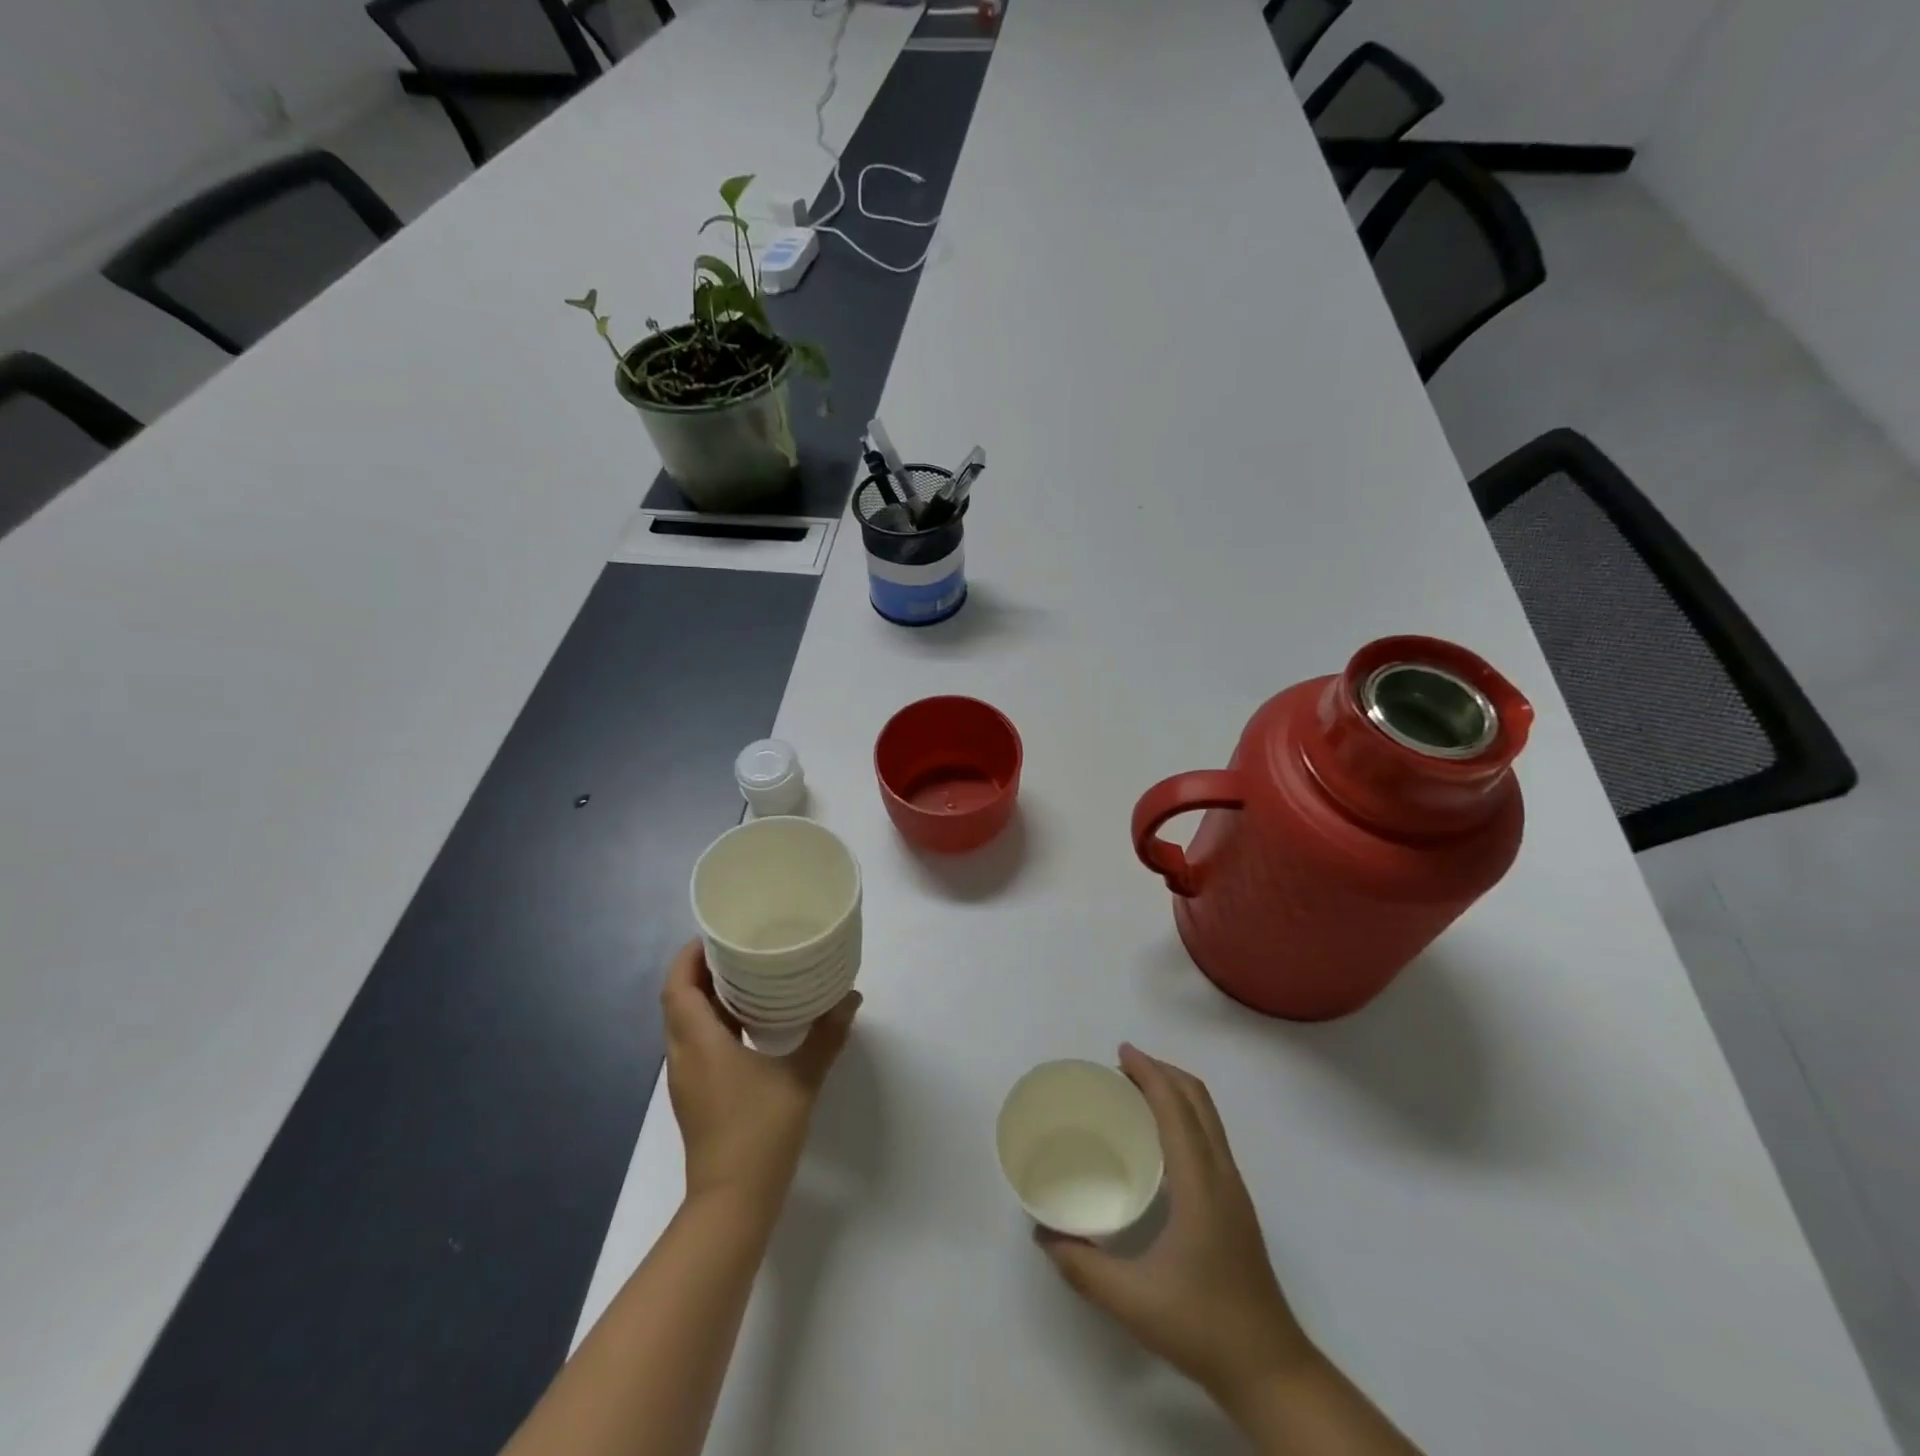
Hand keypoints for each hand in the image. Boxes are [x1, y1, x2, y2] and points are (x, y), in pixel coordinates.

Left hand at [661, 940, 860, 1222]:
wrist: (731, 1204)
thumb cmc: (760, 1134)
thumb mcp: (801, 1079)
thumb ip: (826, 1036)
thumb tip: (851, 997)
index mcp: (699, 1044)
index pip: (677, 987)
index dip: (688, 956)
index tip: (715, 935)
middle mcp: (683, 1056)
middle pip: (678, 1000)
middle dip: (700, 970)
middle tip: (737, 948)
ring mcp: (686, 1079)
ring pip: (684, 1023)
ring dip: (705, 996)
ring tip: (745, 976)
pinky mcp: (695, 1095)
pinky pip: (695, 1044)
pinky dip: (712, 1022)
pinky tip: (747, 1023)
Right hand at [1037, 1044, 1315, 1412]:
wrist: (1271, 1370)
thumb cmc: (1202, 1326)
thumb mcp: (1131, 1300)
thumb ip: (1082, 1266)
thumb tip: (1042, 1234)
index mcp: (1200, 1184)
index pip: (1176, 1108)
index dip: (1150, 1072)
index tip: (1120, 1053)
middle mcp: (1222, 1174)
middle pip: (1198, 1100)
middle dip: (1162, 1072)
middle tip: (1122, 1068)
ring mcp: (1234, 1189)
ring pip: (1209, 1116)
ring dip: (1176, 1091)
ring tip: (1137, 1093)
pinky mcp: (1236, 1205)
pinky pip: (1211, 1136)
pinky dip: (1185, 1114)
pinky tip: (1161, 1139)